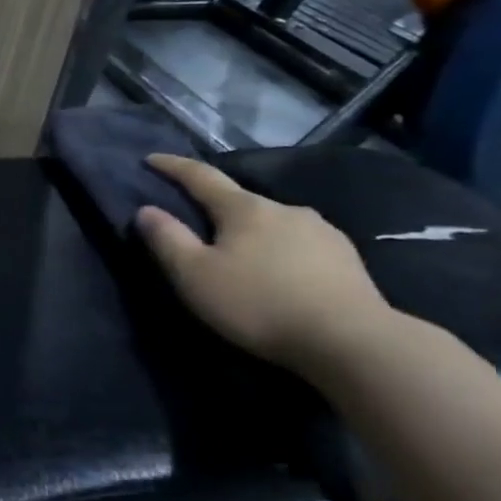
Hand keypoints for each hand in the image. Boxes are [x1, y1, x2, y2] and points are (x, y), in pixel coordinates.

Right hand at [135, 154, 398, 373]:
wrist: (354, 342)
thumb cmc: (260, 303)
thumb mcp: (195, 275)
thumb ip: (167, 239)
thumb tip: (146, 210)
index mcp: (244, 208)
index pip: (200, 176)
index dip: (173, 166)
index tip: (151, 158)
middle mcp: (285, 209)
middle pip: (240, 200)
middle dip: (215, 207)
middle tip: (196, 223)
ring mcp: (322, 232)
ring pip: (273, 223)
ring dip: (252, 232)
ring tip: (241, 254)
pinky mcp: (347, 259)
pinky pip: (300, 245)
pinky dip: (281, 251)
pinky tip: (281, 273)